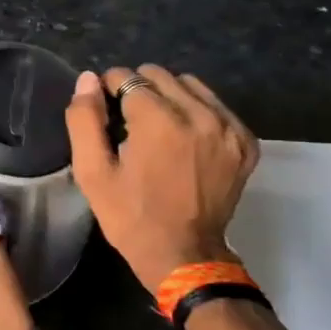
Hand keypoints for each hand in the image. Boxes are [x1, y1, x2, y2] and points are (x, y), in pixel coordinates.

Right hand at [65, 65, 260, 291]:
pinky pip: (217, 106)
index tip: (104, 110)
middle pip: (160, 76)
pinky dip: (197, 112)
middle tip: (128, 121)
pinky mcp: (245, 142)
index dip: (109, 89)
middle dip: (138, 90)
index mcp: (159, 122)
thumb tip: (88, 79)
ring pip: (190, 85)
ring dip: (168, 97)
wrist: (183, 254)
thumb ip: (85, 120)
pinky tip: (184, 137)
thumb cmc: (130, 215)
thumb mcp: (92, 172)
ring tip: (157, 127)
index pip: (128, 77)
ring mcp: (228, 128)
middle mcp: (199, 116)